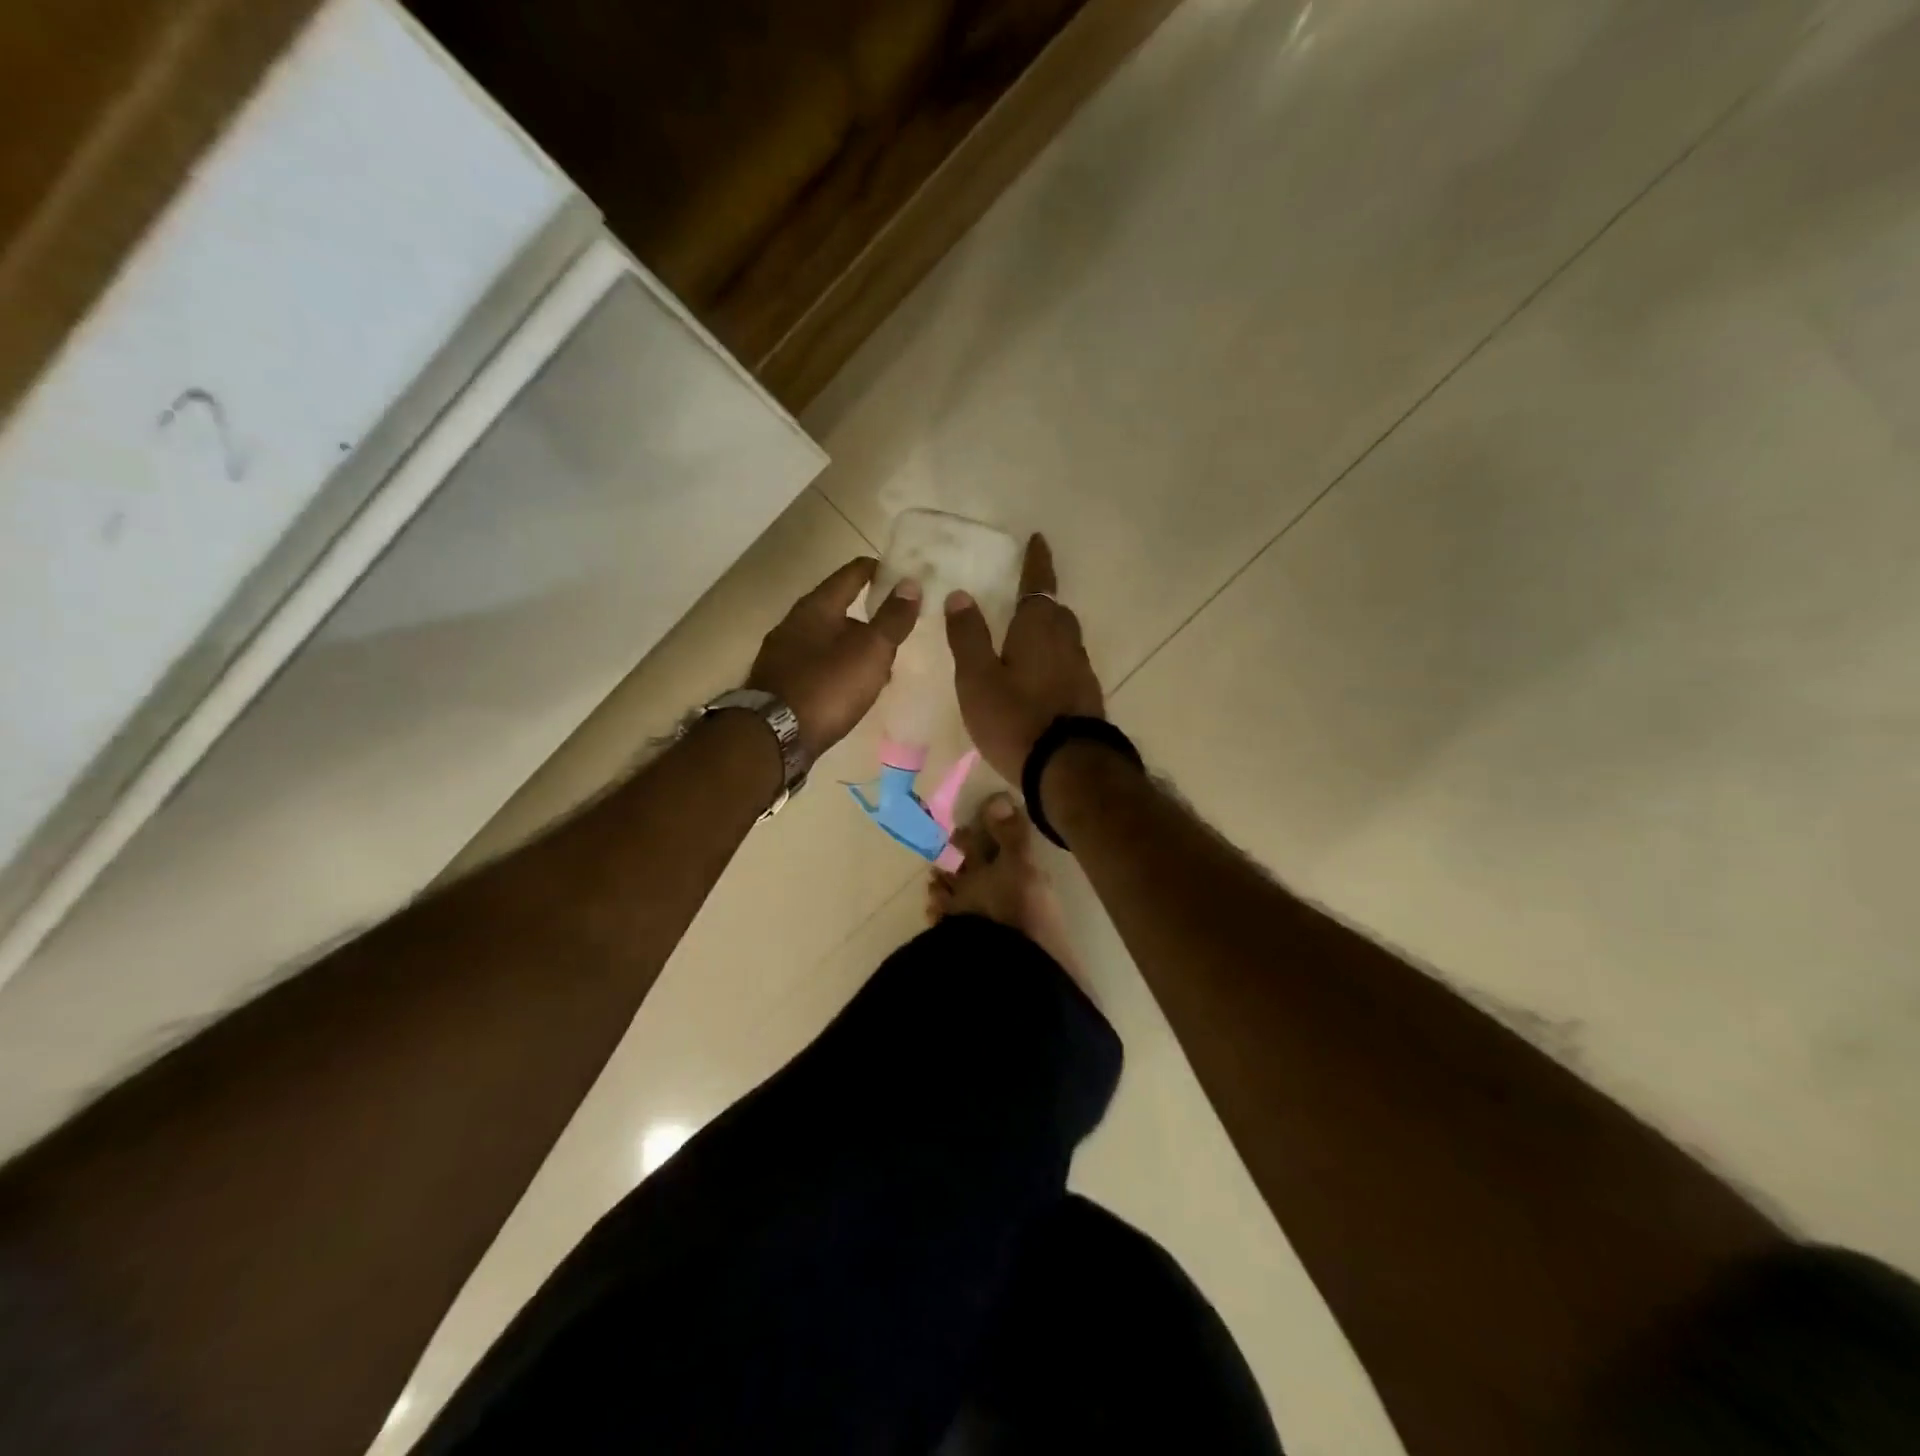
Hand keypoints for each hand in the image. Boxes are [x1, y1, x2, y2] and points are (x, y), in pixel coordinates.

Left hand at [748, 557, 921, 757]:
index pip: (851, 574)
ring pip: (827, 640)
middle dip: (867, 615)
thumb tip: (911, 584)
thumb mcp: (870, 651)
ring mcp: (783, 655)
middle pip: (837, 608)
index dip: (877, 570)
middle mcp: (794, 624)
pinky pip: (817, 665)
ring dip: (853, 646)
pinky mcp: (780, 683)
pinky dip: (838, 668)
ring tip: (881, 663)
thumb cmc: (827, 686)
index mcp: (816, 607)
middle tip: (896, 625)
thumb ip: (892, 618)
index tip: (901, 574)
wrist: (774, 737)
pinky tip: (852, 687)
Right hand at [945, 533, 1104, 781]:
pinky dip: (1053, 660)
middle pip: (1055, 611)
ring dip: (1048, 631)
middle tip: (1022, 597)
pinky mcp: (1087, 697)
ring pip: (1064, 639)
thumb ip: (968, 636)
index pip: (1038, 583)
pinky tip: (1040, 678)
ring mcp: (1081, 670)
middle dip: (1041, 599)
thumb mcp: (977, 678)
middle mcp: (1066, 641)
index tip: (1037, 539)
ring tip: (1026, 638)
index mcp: (1038, 628)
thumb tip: (960, 595)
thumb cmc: (1016, 718)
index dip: (1036, 561)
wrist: (1068, 769)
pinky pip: (1067, 665)